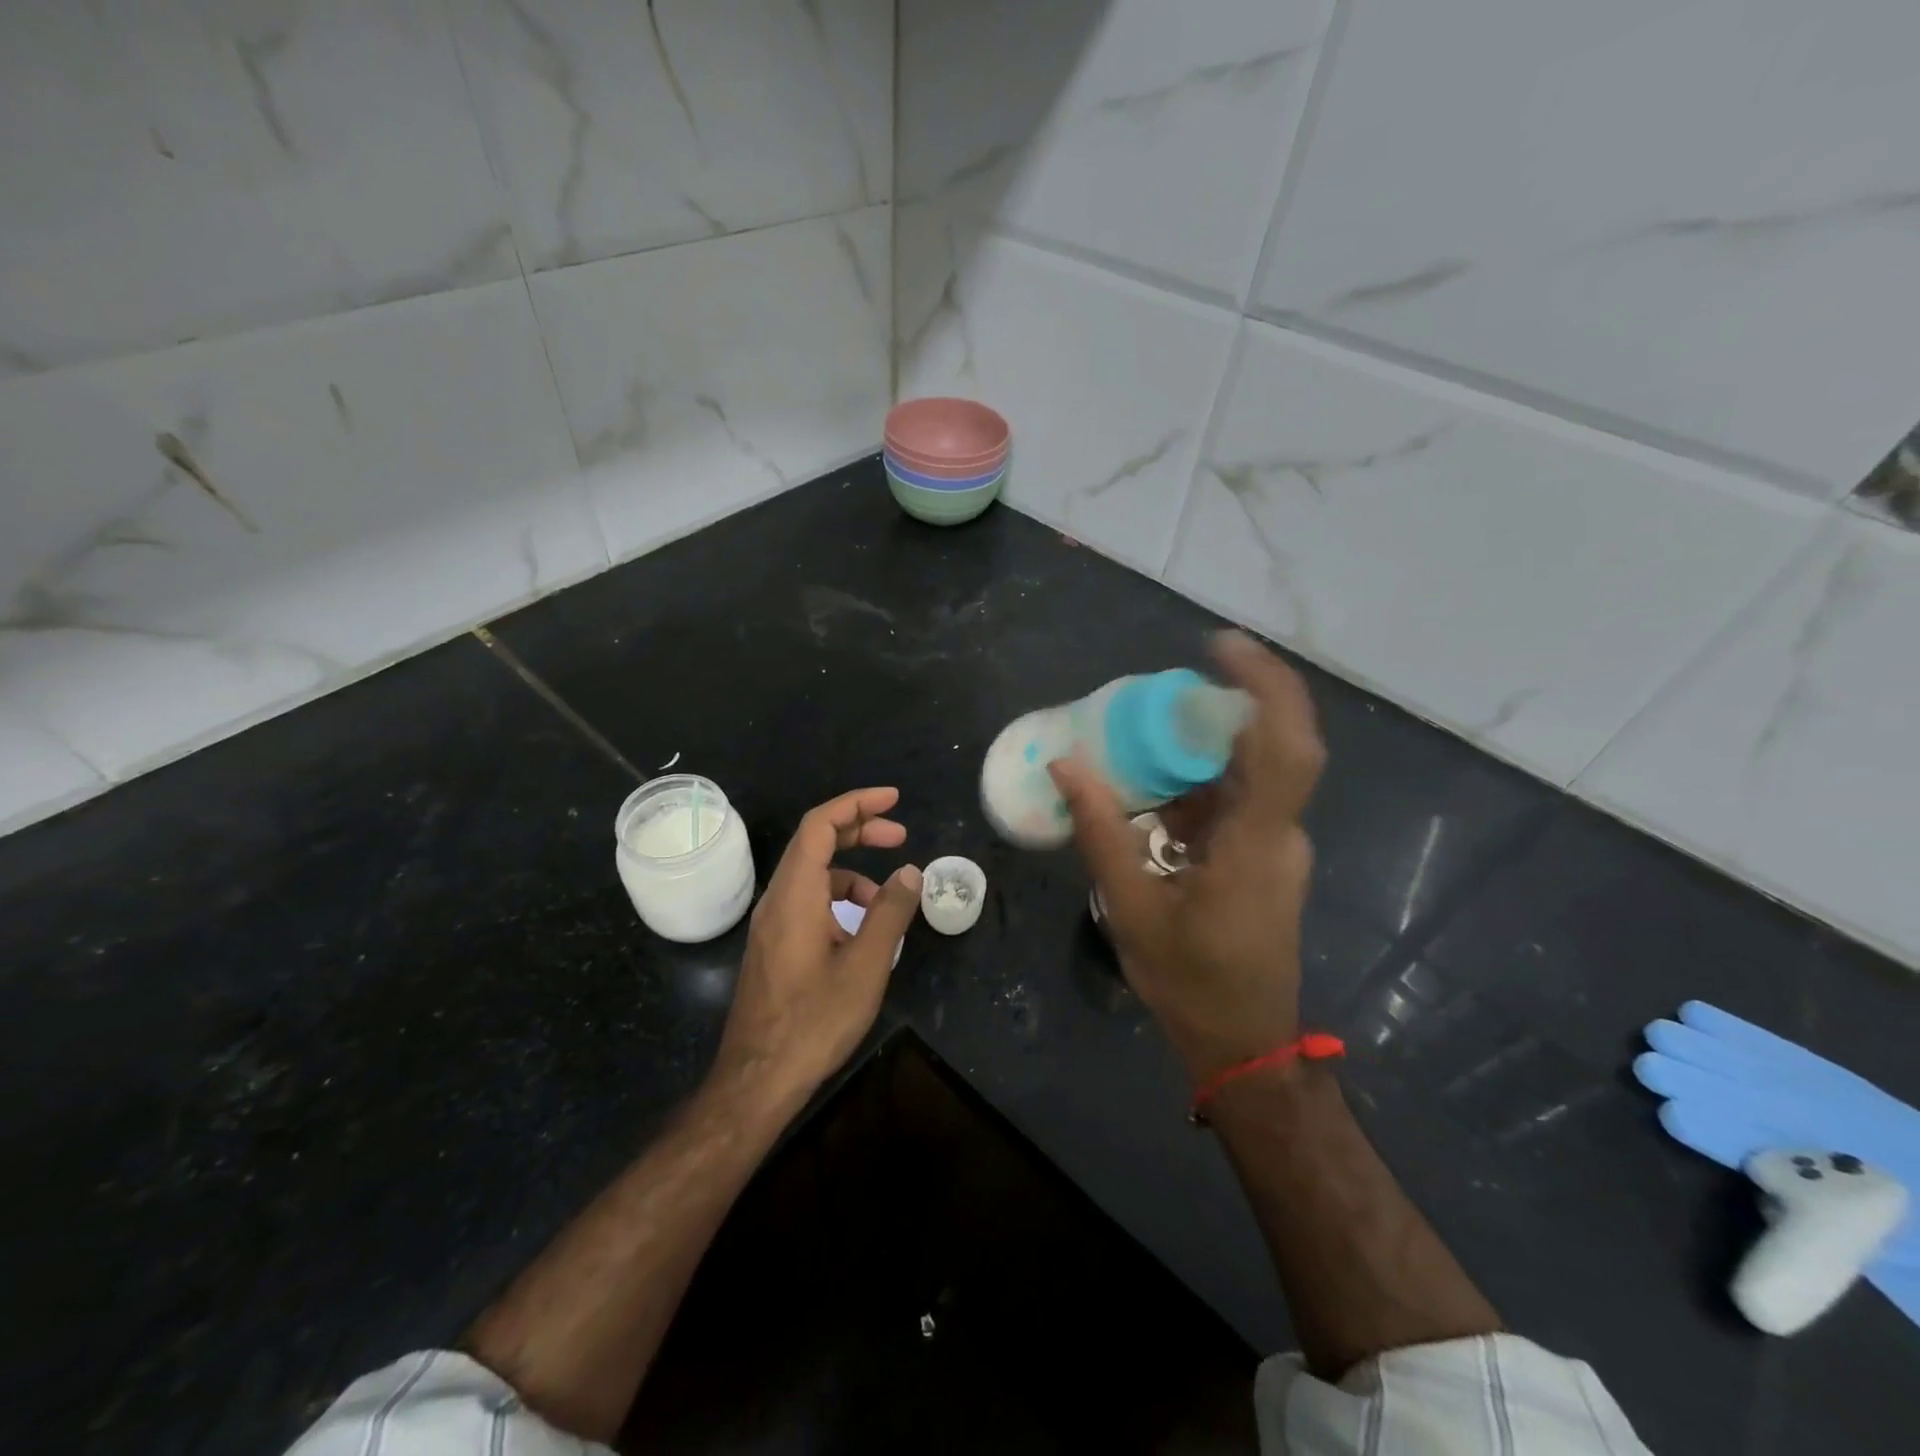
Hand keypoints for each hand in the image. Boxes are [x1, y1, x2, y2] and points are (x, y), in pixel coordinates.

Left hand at [714, 787, 921, 1106]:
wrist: (757, 1081)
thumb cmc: (814, 1021)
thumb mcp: (865, 966)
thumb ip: (889, 913)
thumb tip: (910, 872)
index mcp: (795, 894)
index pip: (820, 825)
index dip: (856, 804)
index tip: (893, 799)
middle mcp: (777, 899)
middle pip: (815, 843)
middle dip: (859, 830)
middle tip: (900, 836)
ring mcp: (771, 924)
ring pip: (812, 875)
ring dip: (852, 871)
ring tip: (888, 900)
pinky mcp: (774, 946)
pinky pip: (807, 903)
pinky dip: (838, 900)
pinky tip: (861, 932)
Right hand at [1050, 633, 1324, 1079]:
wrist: (1242, 1042)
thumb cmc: (1190, 981)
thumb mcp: (1131, 906)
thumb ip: (1100, 831)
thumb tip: (1065, 764)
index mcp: (1257, 844)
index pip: (1285, 746)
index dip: (1264, 686)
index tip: (1220, 646)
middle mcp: (1279, 835)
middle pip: (1267, 746)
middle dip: (1222, 705)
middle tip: (1162, 689)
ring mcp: (1276, 846)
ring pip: (1248, 773)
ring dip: (1202, 748)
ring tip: (1143, 735)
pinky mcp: (1264, 858)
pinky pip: (1235, 801)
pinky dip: (1196, 784)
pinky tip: (1152, 792)